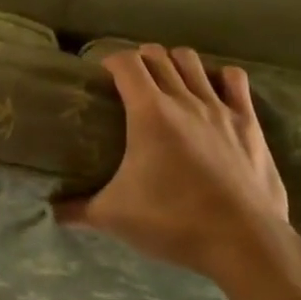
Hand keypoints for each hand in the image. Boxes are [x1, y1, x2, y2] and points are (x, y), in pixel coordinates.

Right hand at [73, 44, 289, 273]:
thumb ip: (79, 210)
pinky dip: (220, 77)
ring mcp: (219, 108)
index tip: (103, 74)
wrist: (245, 244)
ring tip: (167, 81)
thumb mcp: (115, 217)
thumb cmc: (174, 222)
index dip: (111, 60)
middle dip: (141, 59)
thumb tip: (51, 211)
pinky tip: (212, 90)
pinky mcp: (248, 123)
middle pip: (158, 55)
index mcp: (149, 112)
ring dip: (175, 63)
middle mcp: (183, 99)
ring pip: (192, 61)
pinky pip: (235, 80)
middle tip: (131, 81)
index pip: (126, 62)